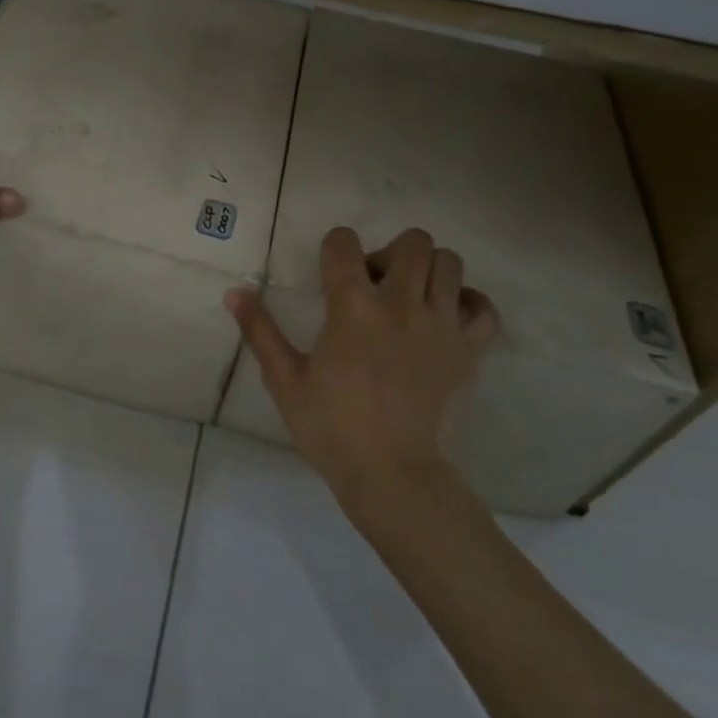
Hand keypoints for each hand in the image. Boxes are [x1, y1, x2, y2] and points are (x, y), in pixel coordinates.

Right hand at [226, 227, 498, 513]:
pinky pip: (483, 307)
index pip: (344, 242)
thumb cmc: (331, 427)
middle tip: (375, 286)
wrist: (393, 476)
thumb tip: (234, 291)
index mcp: (353, 306)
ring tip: (410, 300)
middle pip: (412, 241)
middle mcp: (402, 303)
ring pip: (450, 263)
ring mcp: (443, 325)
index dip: (334, 248)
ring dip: (427, 271)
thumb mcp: (284, 379)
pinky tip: (446, 319)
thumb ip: (260, 330)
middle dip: (389, 253)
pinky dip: (468, 303)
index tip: (330, 272)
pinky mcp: (471, 350)